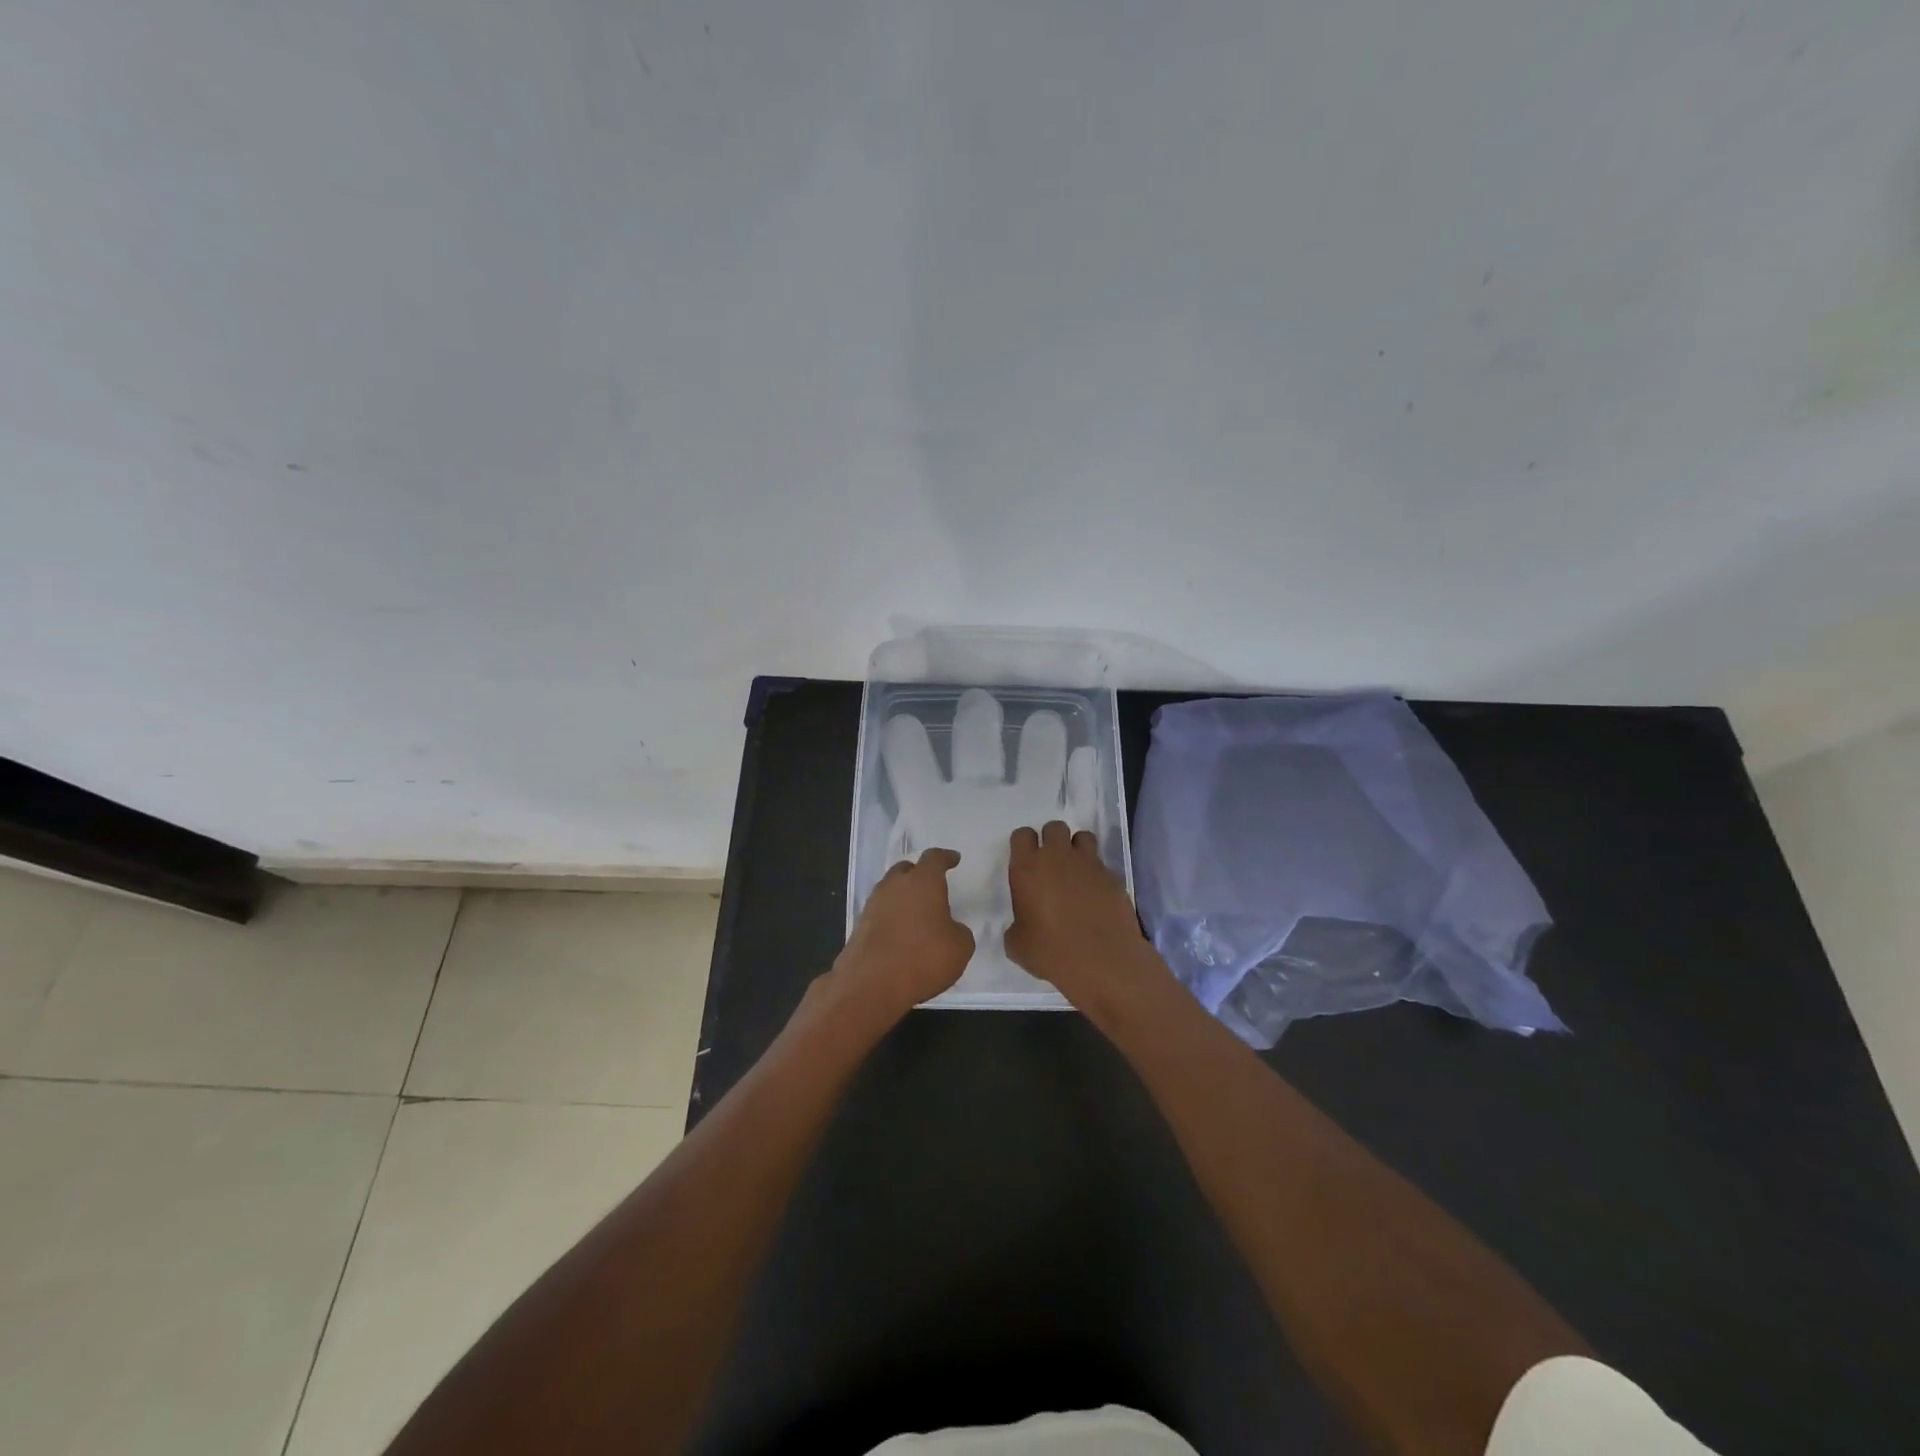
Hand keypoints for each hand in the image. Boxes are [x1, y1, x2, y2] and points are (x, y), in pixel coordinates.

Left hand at [831, 847, 974, 1024]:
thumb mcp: (960, 947)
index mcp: (923, 881)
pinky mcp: (860, 926)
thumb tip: (950, 929)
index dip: (946, 858)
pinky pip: (881, 913)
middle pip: (907, 870)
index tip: (953, 859)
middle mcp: (895, 885)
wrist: (871, 984)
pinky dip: (892, 918)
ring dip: (903, 897)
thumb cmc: (923, 957)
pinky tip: (901, 934)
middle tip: (932, 886)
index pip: (935, 858)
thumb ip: (959, 931)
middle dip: (919, 874)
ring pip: (891, 890)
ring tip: (917, 913)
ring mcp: (873, 904)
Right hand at [1006, 821, 1168, 1014]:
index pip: (1022, 835)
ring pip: (1082, 837)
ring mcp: (1088, 863)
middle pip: (1054, 827)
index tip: (1026, 861)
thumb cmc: (1051, 951)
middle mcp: (1057, 857)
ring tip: (1076, 871)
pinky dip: (1096, 873)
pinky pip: (1101, 863)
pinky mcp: (1112, 876)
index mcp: (1027, 868)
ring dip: (1077, 848)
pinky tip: (1095, 894)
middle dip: (1052, 840)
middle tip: (1052, 864)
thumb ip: (1016, 926)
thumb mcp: (1018, 944)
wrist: (1102, 959)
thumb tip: (1024, 925)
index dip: (1024, 845)